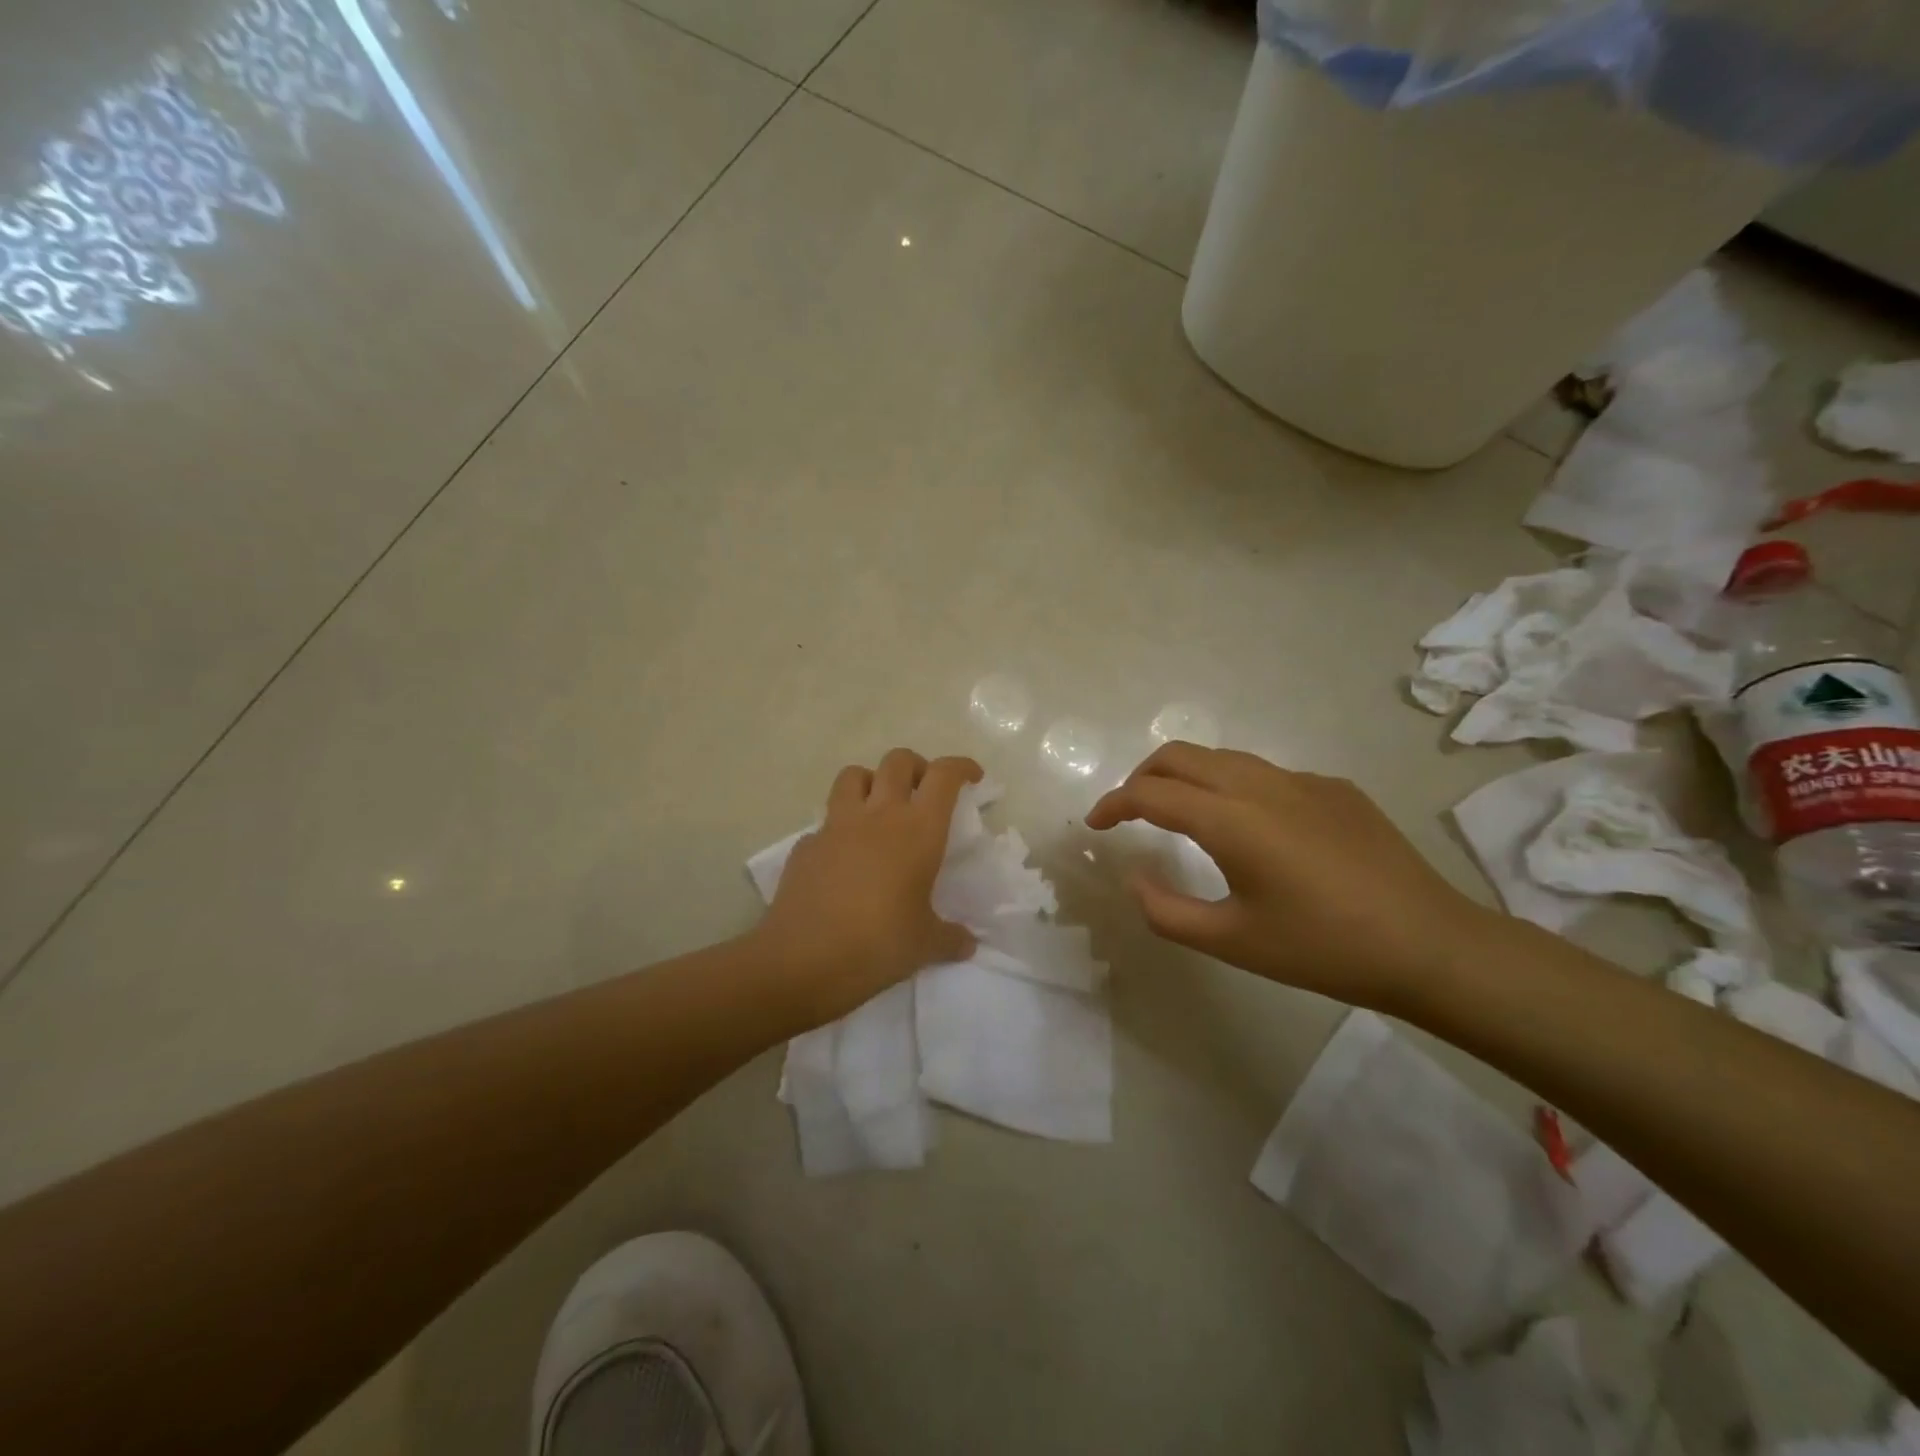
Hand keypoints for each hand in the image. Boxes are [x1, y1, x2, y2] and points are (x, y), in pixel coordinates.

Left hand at [754, 749, 981, 1026]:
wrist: (801, 961)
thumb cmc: (877, 945)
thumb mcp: (925, 945)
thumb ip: (951, 937)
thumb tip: (967, 943)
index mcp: (918, 830)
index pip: (944, 776)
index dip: (961, 767)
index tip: (971, 778)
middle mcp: (878, 815)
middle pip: (898, 760)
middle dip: (917, 767)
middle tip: (925, 793)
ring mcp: (836, 825)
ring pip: (854, 775)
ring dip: (872, 781)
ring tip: (881, 809)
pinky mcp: (805, 845)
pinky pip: (826, 821)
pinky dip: (840, 827)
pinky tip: (844, 857)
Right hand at [1085, 742, 1493, 1010]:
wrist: (1430, 945)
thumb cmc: (1323, 949)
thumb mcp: (1232, 942)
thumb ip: (1167, 911)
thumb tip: (1134, 878)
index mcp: (1233, 821)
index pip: (1151, 793)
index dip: (1113, 804)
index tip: (1095, 825)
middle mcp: (1262, 785)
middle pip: (1181, 755)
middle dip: (1142, 776)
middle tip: (1129, 813)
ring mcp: (1303, 781)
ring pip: (1223, 758)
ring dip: (1186, 776)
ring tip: (1179, 815)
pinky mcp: (1334, 788)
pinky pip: (1265, 774)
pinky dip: (1232, 787)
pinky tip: (1250, 830)